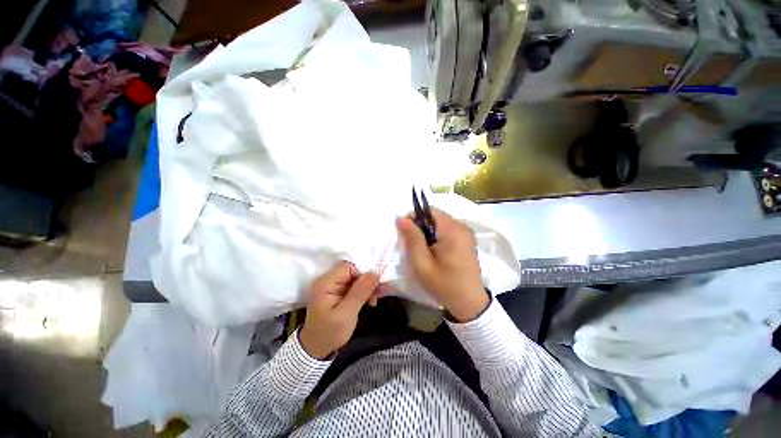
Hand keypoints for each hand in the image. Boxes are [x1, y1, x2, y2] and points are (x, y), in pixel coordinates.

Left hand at [300, 261, 379, 358]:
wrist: (317, 350)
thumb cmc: (330, 333)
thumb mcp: (347, 314)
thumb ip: (360, 292)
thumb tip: (375, 272)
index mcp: (325, 283)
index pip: (348, 267)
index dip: (362, 274)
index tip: (372, 288)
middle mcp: (328, 281)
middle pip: (352, 272)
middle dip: (366, 282)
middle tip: (378, 294)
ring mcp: (332, 287)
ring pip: (355, 279)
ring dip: (366, 288)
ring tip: (374, 300)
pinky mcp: (337, 293)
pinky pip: (353, 286)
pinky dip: (363, 292)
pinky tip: (369, 301)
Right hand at [397, 209, 488, 321]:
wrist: (470, 304)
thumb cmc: (444, 285)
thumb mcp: (422, 263)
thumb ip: (412, 238)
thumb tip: (401, 218)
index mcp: (452, 230)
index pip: (429, 210)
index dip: (414, 217)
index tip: (407, 233)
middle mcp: (462, 226)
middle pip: (435, 216)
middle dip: (421, 226)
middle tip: (414, 245)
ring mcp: (467, 233)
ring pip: (440, 222)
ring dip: (429, 232)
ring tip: (424, 250)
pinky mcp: (467, 239)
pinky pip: (448, 230)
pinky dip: (438, 236)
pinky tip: (436, 252)